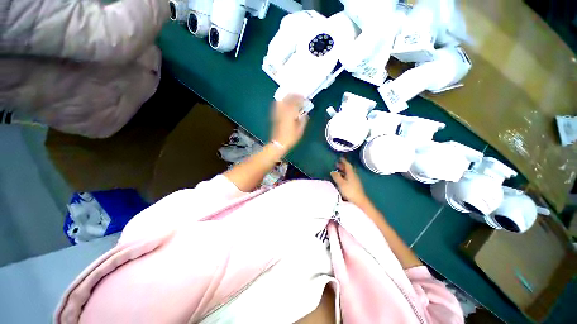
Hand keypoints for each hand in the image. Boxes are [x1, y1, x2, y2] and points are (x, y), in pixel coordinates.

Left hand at [271, 94, 307, 151]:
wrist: (278, 143)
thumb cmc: (290, 138)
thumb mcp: (300, 131)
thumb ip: (303, 121)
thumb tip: (305, 114)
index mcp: (291, 114)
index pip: (296, 102)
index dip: (302, 99)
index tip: (306, 98)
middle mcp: (283, 111)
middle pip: (289, 99)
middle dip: (295, 95)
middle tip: (300, 96)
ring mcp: (278, 112)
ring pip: (283, 100)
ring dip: (288, 97)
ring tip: (293, 97)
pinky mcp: (275, 115)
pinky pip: (278, 105)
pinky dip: (282, 101)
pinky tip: (285, 102)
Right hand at [330, 158, 368, 206]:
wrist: (359, 201)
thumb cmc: (350, 191)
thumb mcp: (341, 183)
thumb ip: (336, 176)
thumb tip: (333, 171)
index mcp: (351, 173)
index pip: (347, 165)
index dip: (343, 161)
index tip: (340, 158)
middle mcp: (354, 175)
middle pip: (348, 168)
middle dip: (343, 166)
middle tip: (336, 164)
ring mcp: (355, 180)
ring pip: (348, 173)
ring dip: (343, 171)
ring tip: (337, 171)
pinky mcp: (355, 185)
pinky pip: (349, 177)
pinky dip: (344, 175)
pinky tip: (341, 179)